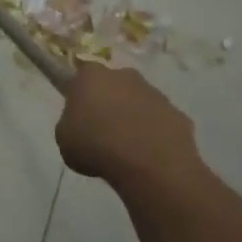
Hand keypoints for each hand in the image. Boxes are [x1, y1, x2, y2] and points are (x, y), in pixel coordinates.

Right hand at [55, 61, 199, 181]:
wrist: (149, 165)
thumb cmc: (96, 146)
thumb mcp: (63, 138)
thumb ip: (70, 123)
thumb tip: (81, 125)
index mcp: (91, 76)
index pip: (81, 77)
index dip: (79, 96)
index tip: (78, 115)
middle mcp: (125, 76)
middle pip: (113, 85)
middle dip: (109, 102)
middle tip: (102, 130)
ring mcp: (155, 94)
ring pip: (139, 102)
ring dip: (133, 117)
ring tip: (127, 148)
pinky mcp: (178, 114)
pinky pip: (160, 122)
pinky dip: (154, 134)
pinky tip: (148, 155)